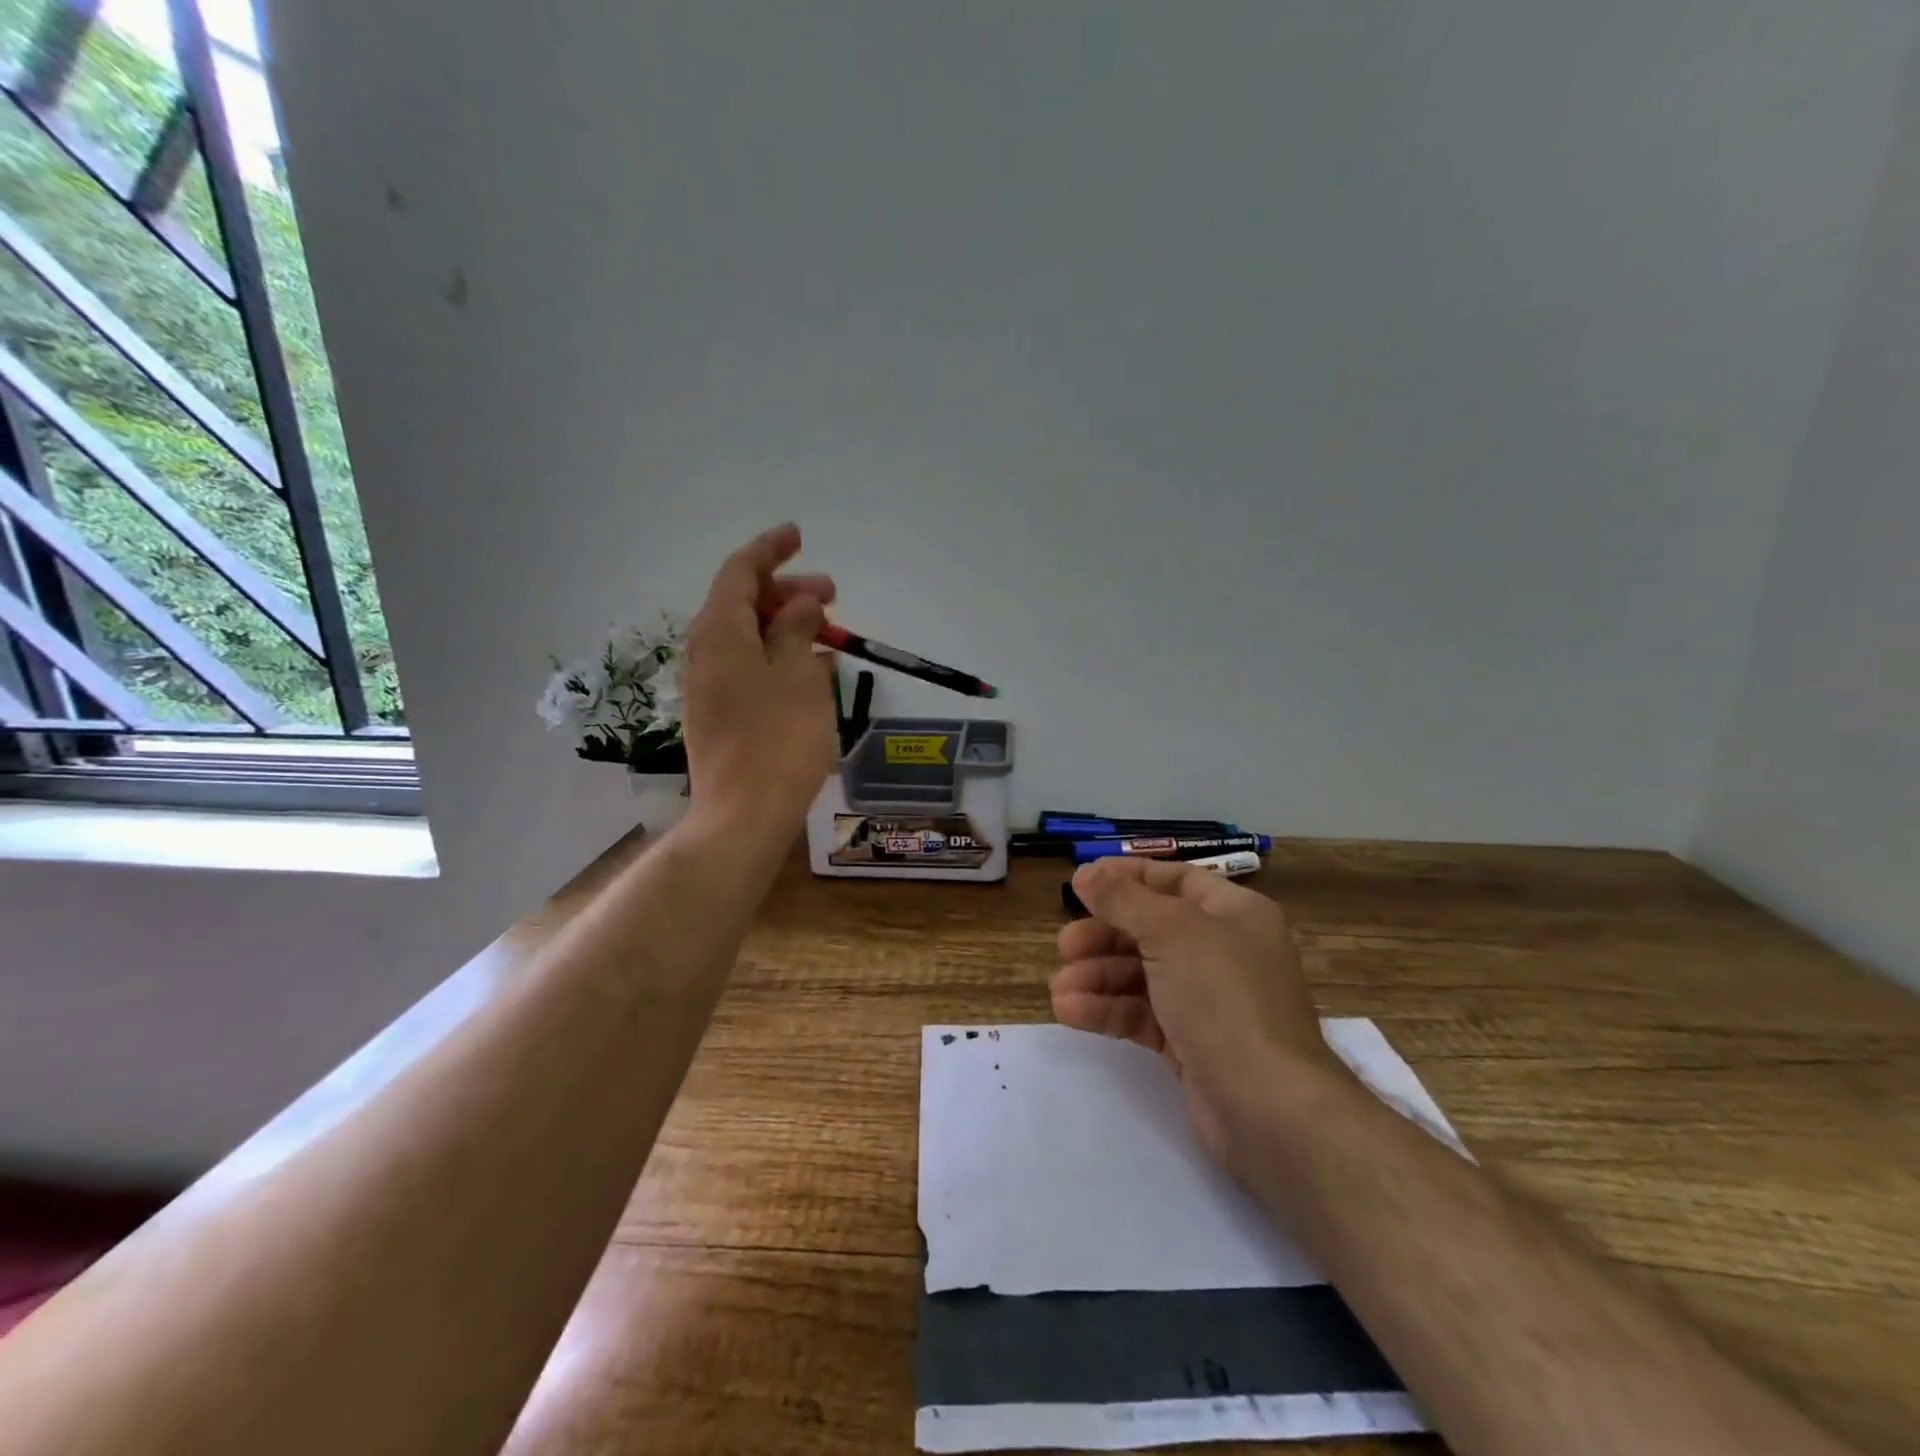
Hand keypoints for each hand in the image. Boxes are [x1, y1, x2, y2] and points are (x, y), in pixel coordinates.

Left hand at [680, 524, 838, 832]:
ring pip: (747, 636)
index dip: (770, 549)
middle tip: (832, 594)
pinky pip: (748, 666)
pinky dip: (777, 656)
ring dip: (785, 625)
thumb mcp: (798, 674)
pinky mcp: (719, 713)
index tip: (798, 535)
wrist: (745, 814)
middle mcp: (705, 651)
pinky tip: (810, 668)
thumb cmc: (779, 738)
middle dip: (787, 591)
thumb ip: (797, 629)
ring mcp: (709, 685)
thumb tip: (801, 603)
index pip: (740, 571)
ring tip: (828, 632)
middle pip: (743, 603)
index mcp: (719, 631)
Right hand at [1052, 857, 1347, 1169]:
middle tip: (1065, 946)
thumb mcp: (1171, 932)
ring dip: (1097, 977)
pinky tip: (1071, 1012)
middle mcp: (1224, 950)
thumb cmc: (1224, 997)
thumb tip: (1085, 872)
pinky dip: (1108, 1009)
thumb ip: (1123, 899)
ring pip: (1142, 974)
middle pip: (1151, 928)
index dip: (1128, 877)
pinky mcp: (1192, 1042)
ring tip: (1058, 990)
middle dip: (1104, 935)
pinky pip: (1143, 1014)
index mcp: (1233, 913)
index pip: (1175, 879)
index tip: (1081, 882)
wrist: (1268, 1106)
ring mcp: (1209, 1000)